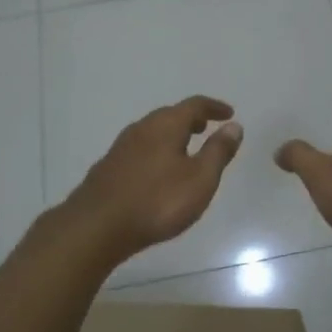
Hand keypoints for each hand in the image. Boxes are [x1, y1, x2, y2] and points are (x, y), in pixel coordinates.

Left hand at [62, 96, 243, 262]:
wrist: (97, 226)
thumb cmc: (157, 202)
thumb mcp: (200, 179)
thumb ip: (218, 151)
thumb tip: (234, 126)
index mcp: (166, 125)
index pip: (194, 105)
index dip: (214, 107)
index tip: (229, 113)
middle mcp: (142, 128)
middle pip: (170, 115)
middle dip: (191, 119)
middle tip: (207, 127)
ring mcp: (121, 147)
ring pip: (153, 132)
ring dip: (172, 135)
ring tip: (185, 148)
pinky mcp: (109, 167)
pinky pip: (140, 149)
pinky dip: (157, 150)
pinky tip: (157, 170)